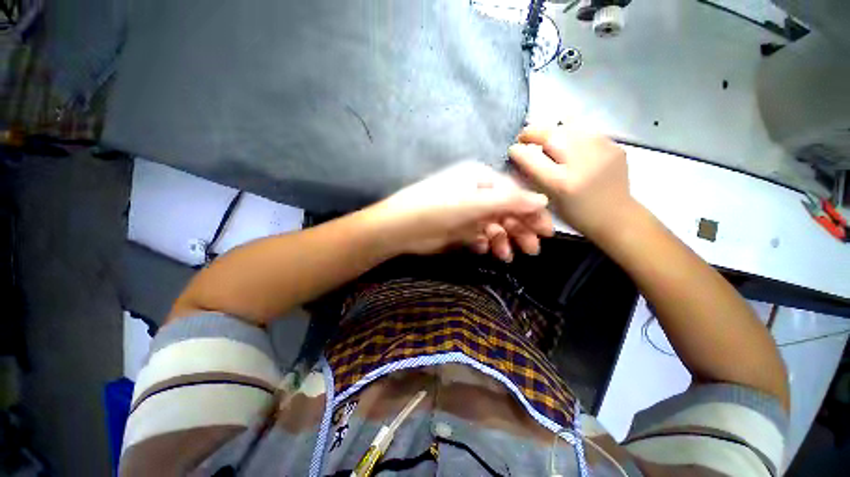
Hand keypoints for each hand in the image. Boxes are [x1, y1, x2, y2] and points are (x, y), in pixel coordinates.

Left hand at [364, 161, 553, 260]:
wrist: (402, 227)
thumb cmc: (440, 208)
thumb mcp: (476, 202)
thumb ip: (510, 201)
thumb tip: (543, 199)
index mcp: (481, 179)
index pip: (515, 195)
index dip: (532, 213)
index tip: (547, 233)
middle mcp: (476, 193)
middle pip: (506, 212)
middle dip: (520, 230)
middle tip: (531, 250)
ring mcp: (467, 212)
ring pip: (494, 226)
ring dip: (503, 240)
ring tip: (505, 256)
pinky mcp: (459, 228)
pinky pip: (479, 235)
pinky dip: (484, 243)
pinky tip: (483, 250)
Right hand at [507, 124, 635, 241]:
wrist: (615, 216)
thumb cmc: (575, 214)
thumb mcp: (549, 199)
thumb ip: (535, 176)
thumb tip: (523, 154)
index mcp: (561, 183)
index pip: (531, 158)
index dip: (517, 151)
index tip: (512, 149)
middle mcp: (581, 163)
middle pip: (550, 134)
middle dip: (532, 133)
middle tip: (524, 137)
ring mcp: (601, 151)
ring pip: (569, 126)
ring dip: (552, 130)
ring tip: (545, 137)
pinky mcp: (614, 146)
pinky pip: (586, 130)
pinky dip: (572, 133)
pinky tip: (569, 142)